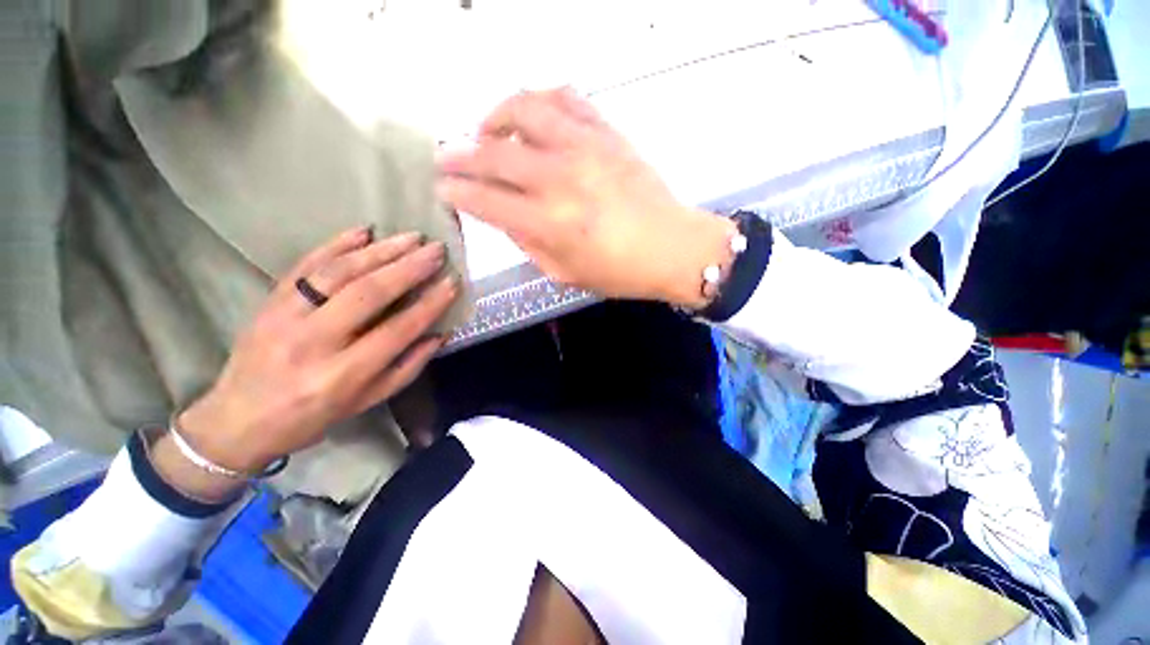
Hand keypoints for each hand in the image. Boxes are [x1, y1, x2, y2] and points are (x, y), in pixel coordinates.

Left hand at [158, 228, 458, 498]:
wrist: (237, 420)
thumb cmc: (312, 417)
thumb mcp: (367, 402)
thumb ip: (407, 368)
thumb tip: (440, 334)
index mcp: (342, 375)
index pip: (397, 330)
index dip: (429, 304)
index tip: (452, 282)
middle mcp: (313, 342)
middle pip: (368, 294)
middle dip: (408, 268)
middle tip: (436, 250)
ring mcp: (285, 317)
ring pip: (338, 273)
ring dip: (380, 251)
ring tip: (412, 238)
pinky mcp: (268, 302)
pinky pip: (304, 266)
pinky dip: (335, 244)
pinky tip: (363, 232)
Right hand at [436, 88, 734, 308]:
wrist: (672, 248)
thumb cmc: (620, 272)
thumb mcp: (566, 274)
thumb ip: (528, 244)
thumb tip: (503, 214)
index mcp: (550, 223)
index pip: (486, 200)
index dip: (457, 194)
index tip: (442, 190)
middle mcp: (561, 178)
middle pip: (494, 153)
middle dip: (460, 155)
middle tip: (447, 159)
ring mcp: (585, 148)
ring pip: (524, 108)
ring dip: (494, 116)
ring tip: (488, 132)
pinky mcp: (607, 133)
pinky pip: (566, 97)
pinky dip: (540, 100)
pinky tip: (533, 117)